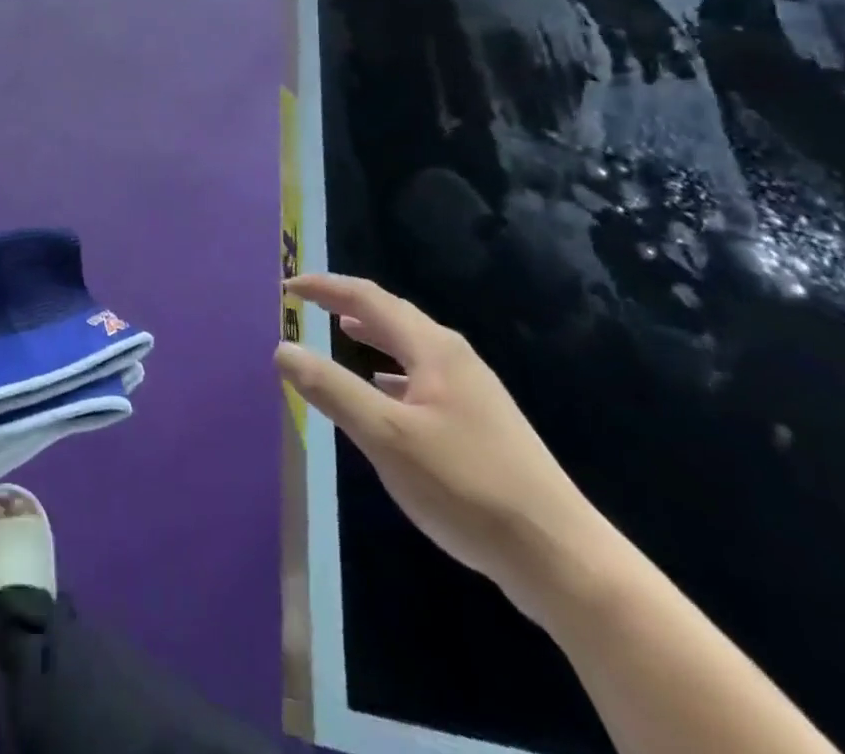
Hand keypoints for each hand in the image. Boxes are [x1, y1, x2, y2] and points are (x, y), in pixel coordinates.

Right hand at [277, 275, 603, 622]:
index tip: (288, 287)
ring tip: (341, 332)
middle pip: (393, 315)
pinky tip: (384, 393)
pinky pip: (423, 378)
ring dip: (372, 335)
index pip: (368, 298)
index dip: (325, 288)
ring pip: (410, 347)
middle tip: (309, 303)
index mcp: (432, 348)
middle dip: (348, 304)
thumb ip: (332, 388)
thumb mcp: (385, 436)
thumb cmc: (465, 486)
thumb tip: (283, 348)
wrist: (560, 558)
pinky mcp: (481, 425)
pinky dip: (392, 372)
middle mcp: (454, 358)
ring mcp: (472, 392)